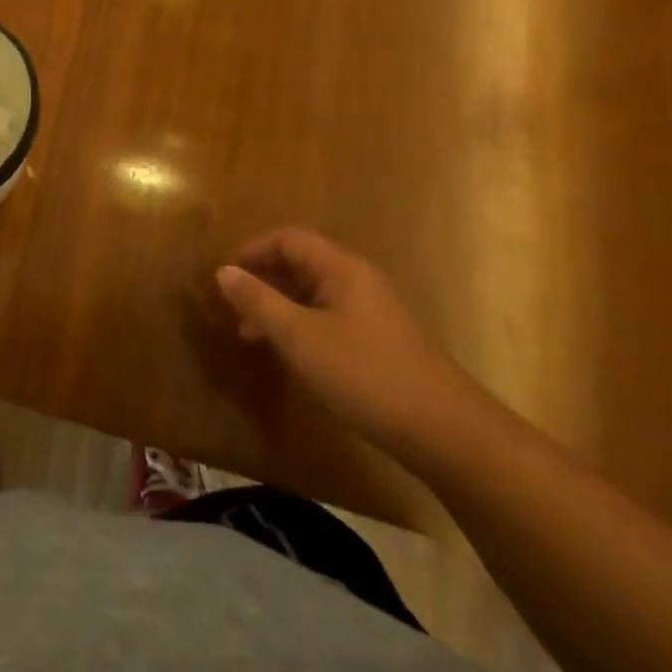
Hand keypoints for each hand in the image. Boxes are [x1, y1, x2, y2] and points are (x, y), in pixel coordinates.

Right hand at [215, 227, 478, 460]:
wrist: (447, 433)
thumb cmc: (365, 374)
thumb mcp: (300, 337)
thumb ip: (259, 301)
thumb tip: (223, 270)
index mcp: (341, 269)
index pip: (289, 239)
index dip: (254, 250)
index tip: (226, 276)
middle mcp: (358, 281)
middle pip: (301, 264)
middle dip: (264, 280)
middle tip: (234, 308)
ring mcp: (373, 313)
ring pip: (314, 294)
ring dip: (279, 307)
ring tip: (252, 335)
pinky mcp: (381, 342)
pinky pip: (329, 318)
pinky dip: (301, 327)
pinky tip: (292, 355)